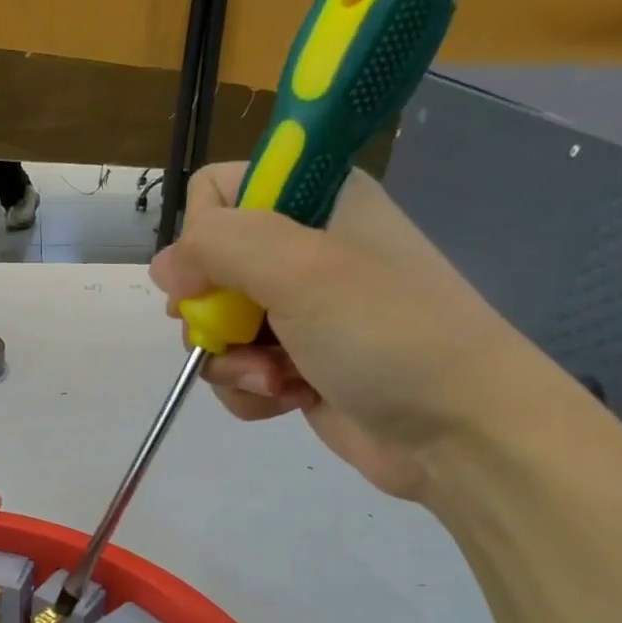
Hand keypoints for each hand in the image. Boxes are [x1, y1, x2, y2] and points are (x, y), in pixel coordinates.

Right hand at [149, 164, 566, 498]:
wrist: (458, 431)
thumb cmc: (387, 335)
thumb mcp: (302, 271)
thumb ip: (220, 248)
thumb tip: (164, 267)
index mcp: (315, 202)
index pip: (218, 192)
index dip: (204, 235)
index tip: (217, 276)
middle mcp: (303, 252)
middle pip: (206, 270)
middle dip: (214, 314)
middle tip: (242, 334)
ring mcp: (299, 313)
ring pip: (216, 328)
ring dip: (234, 362)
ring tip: (279, 380)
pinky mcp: (295, 366)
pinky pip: (238, 371)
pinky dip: (250, 391)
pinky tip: (287, 401)